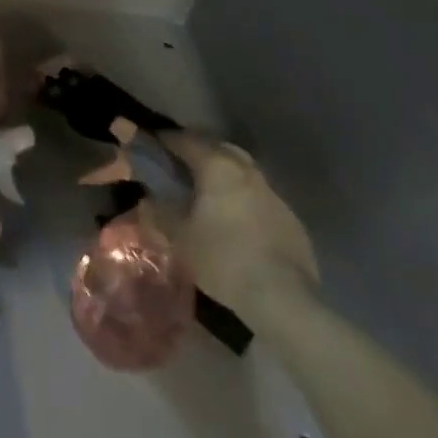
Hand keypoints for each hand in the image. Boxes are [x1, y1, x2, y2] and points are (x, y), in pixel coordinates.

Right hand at [159, 130, 318, 318]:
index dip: (167, 140)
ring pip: (241, 170)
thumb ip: (160, 213)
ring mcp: (271, 191)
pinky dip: (242, 197)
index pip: (186, 140)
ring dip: (223, 174)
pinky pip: (258, 195)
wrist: (283, 296)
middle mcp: (246, 169)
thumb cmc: (223, 259)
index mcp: (217, 166)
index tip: (153, 144)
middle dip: (198, 152)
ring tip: (207, 191)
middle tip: (180, 166)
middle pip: (218, 148)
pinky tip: (236, 218)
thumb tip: (148, 200)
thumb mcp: (180, 238)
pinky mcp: (289, 215)